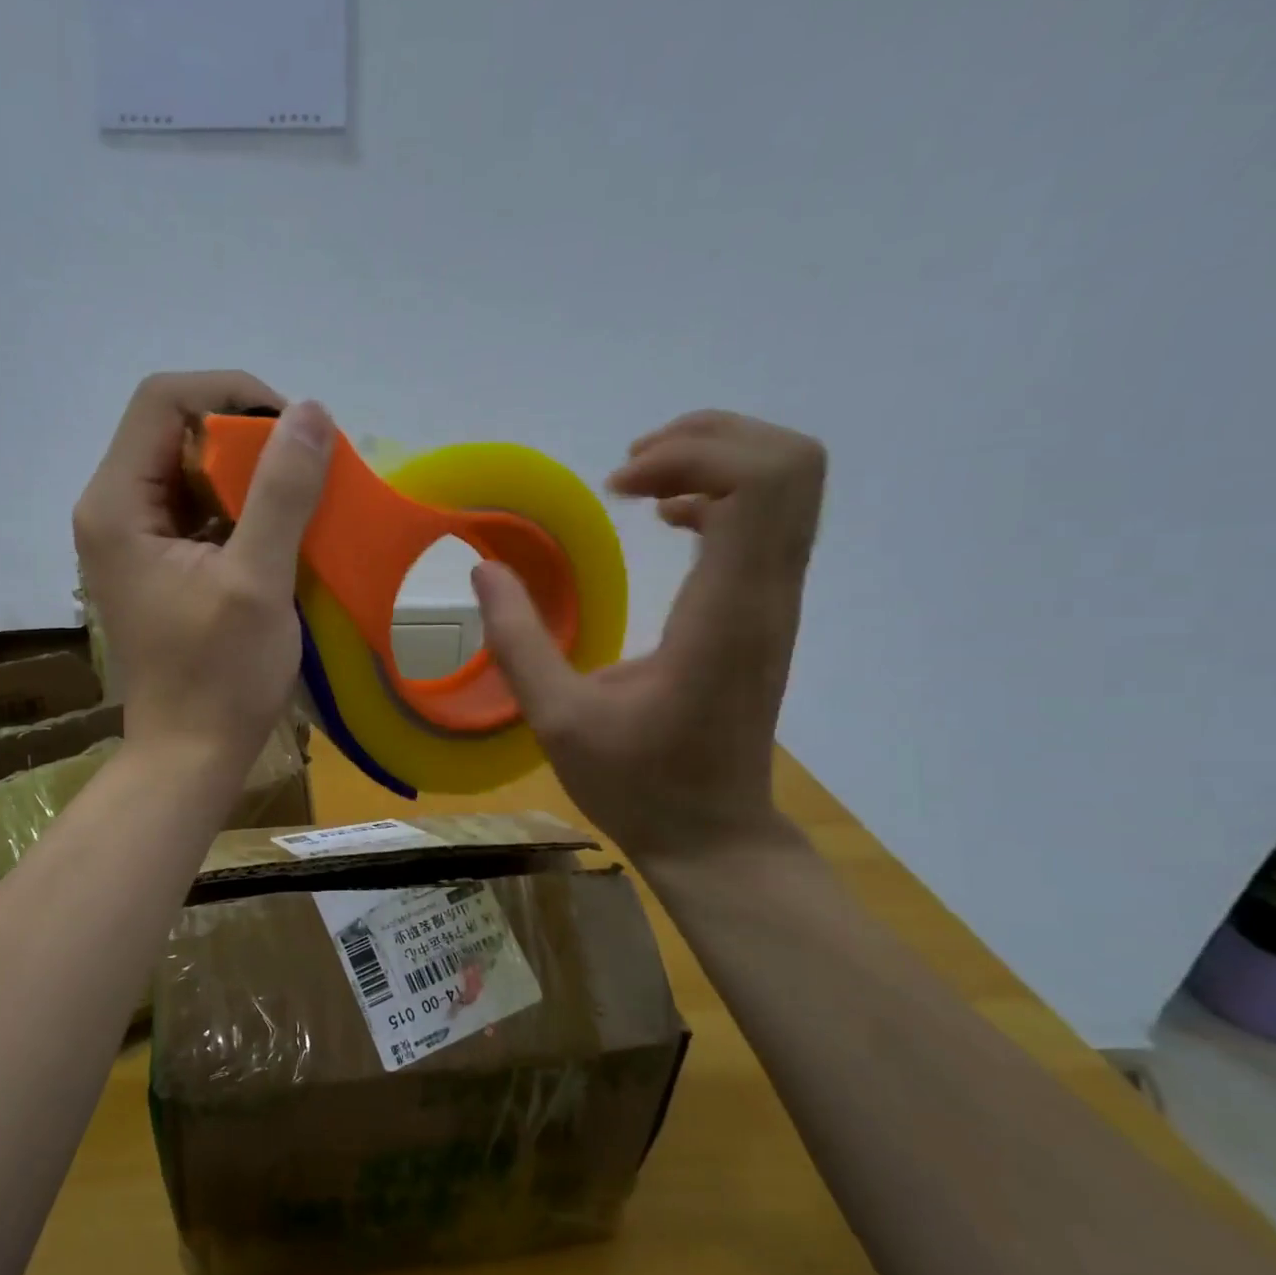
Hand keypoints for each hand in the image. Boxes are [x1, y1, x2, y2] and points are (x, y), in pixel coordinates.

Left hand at [73, 373, 335, 771]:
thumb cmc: (220, 676)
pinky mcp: (157, 564)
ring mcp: (133, 539)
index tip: (293, 429)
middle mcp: (113, 509)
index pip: (164, 400)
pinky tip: (283, 532)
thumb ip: (281, 492)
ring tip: (304, 498)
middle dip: (247, 437)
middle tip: (306, 467)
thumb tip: (311, 413)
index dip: (231, 395)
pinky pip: (199, 510)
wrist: (191, 754)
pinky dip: (243, 509)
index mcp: (118, 504)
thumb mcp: (257, 581)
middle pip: (176, 431)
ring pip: (192, 470)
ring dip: (250, 474)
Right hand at [474, 410, 825, 864]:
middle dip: (710, 437)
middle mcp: (766, 595)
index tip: (617, 487)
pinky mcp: (767, 611)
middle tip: (632, 467)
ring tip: (641, 480)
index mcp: (723, 615)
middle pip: (790, 462)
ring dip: (716, 459)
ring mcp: (776, 602)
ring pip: (788, 484)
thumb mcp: (558, 720)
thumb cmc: (638, 784)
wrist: (713, 836)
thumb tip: (485, 570)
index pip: (760, 483)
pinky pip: (768, 518)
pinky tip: (669, 518)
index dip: (692, 454)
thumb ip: (518, 641)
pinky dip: (721, 494)